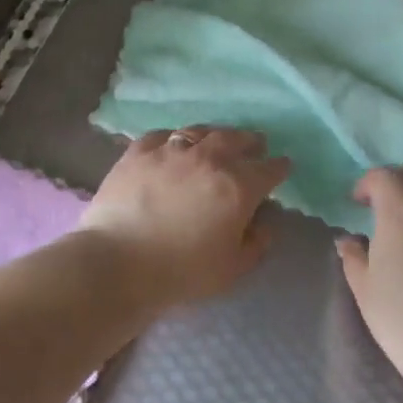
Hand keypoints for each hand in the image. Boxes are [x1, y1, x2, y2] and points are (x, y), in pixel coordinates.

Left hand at [79, 127, 291, 309]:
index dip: (279, 167)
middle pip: (237, 139)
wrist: (119, 262)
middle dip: (250, 141)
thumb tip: (263, 224)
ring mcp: (172, 150)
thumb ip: (256, 243)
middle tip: (255, 145)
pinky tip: (173, 146)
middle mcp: (210, 159)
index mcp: (239, 186)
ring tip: (217, 140)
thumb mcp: (232, 268)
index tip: (283, 166)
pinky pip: (164, 135)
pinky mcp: (140, 150)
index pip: (269, 169)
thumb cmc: (182, 271)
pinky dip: (175, 139)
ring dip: (216, 135)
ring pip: (201, 131)